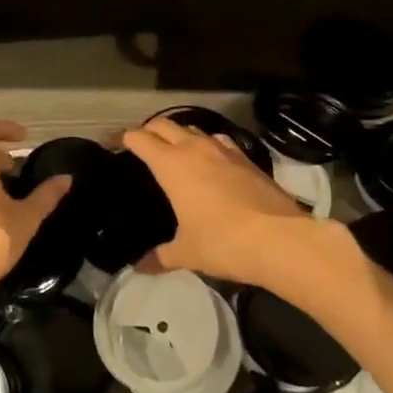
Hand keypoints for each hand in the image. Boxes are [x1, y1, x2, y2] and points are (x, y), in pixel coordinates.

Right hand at [122, 117, 308, 283]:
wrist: (279, 238)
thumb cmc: (222, 242)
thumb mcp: (186, 252)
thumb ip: (160, 256)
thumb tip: (139, 267)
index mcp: (171, 165)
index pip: (140, 139)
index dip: (123, 138)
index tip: (113, 143)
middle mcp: (195, 149)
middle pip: (165, 125)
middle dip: (149, 130)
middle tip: (140, 143)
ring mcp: (225, 151)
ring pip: (195, 129)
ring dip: (181, 134)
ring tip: (174, 149)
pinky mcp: (248, 159)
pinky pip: (220, 142)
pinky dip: (208, 145)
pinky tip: (212, 160)